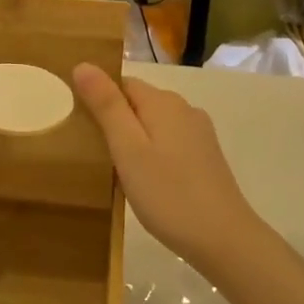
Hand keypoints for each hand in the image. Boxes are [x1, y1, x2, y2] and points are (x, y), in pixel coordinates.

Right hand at [70, 65, 270, 274]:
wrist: (223, 239)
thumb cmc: (168, 193)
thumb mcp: (128, 149)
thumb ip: (106, 106)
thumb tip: (84, 65)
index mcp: (164, 102)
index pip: (122, 83)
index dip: (99, 99)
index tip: (80, 127)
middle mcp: (185, 109)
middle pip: (139, 103)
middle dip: (115, 120)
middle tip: (92, 153)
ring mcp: (199, 134)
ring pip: (155, 124)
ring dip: (134, 139)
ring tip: (114, 170)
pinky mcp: (206, 157)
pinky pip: (169, 142)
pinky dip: (152, 153)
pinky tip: (145, 180)